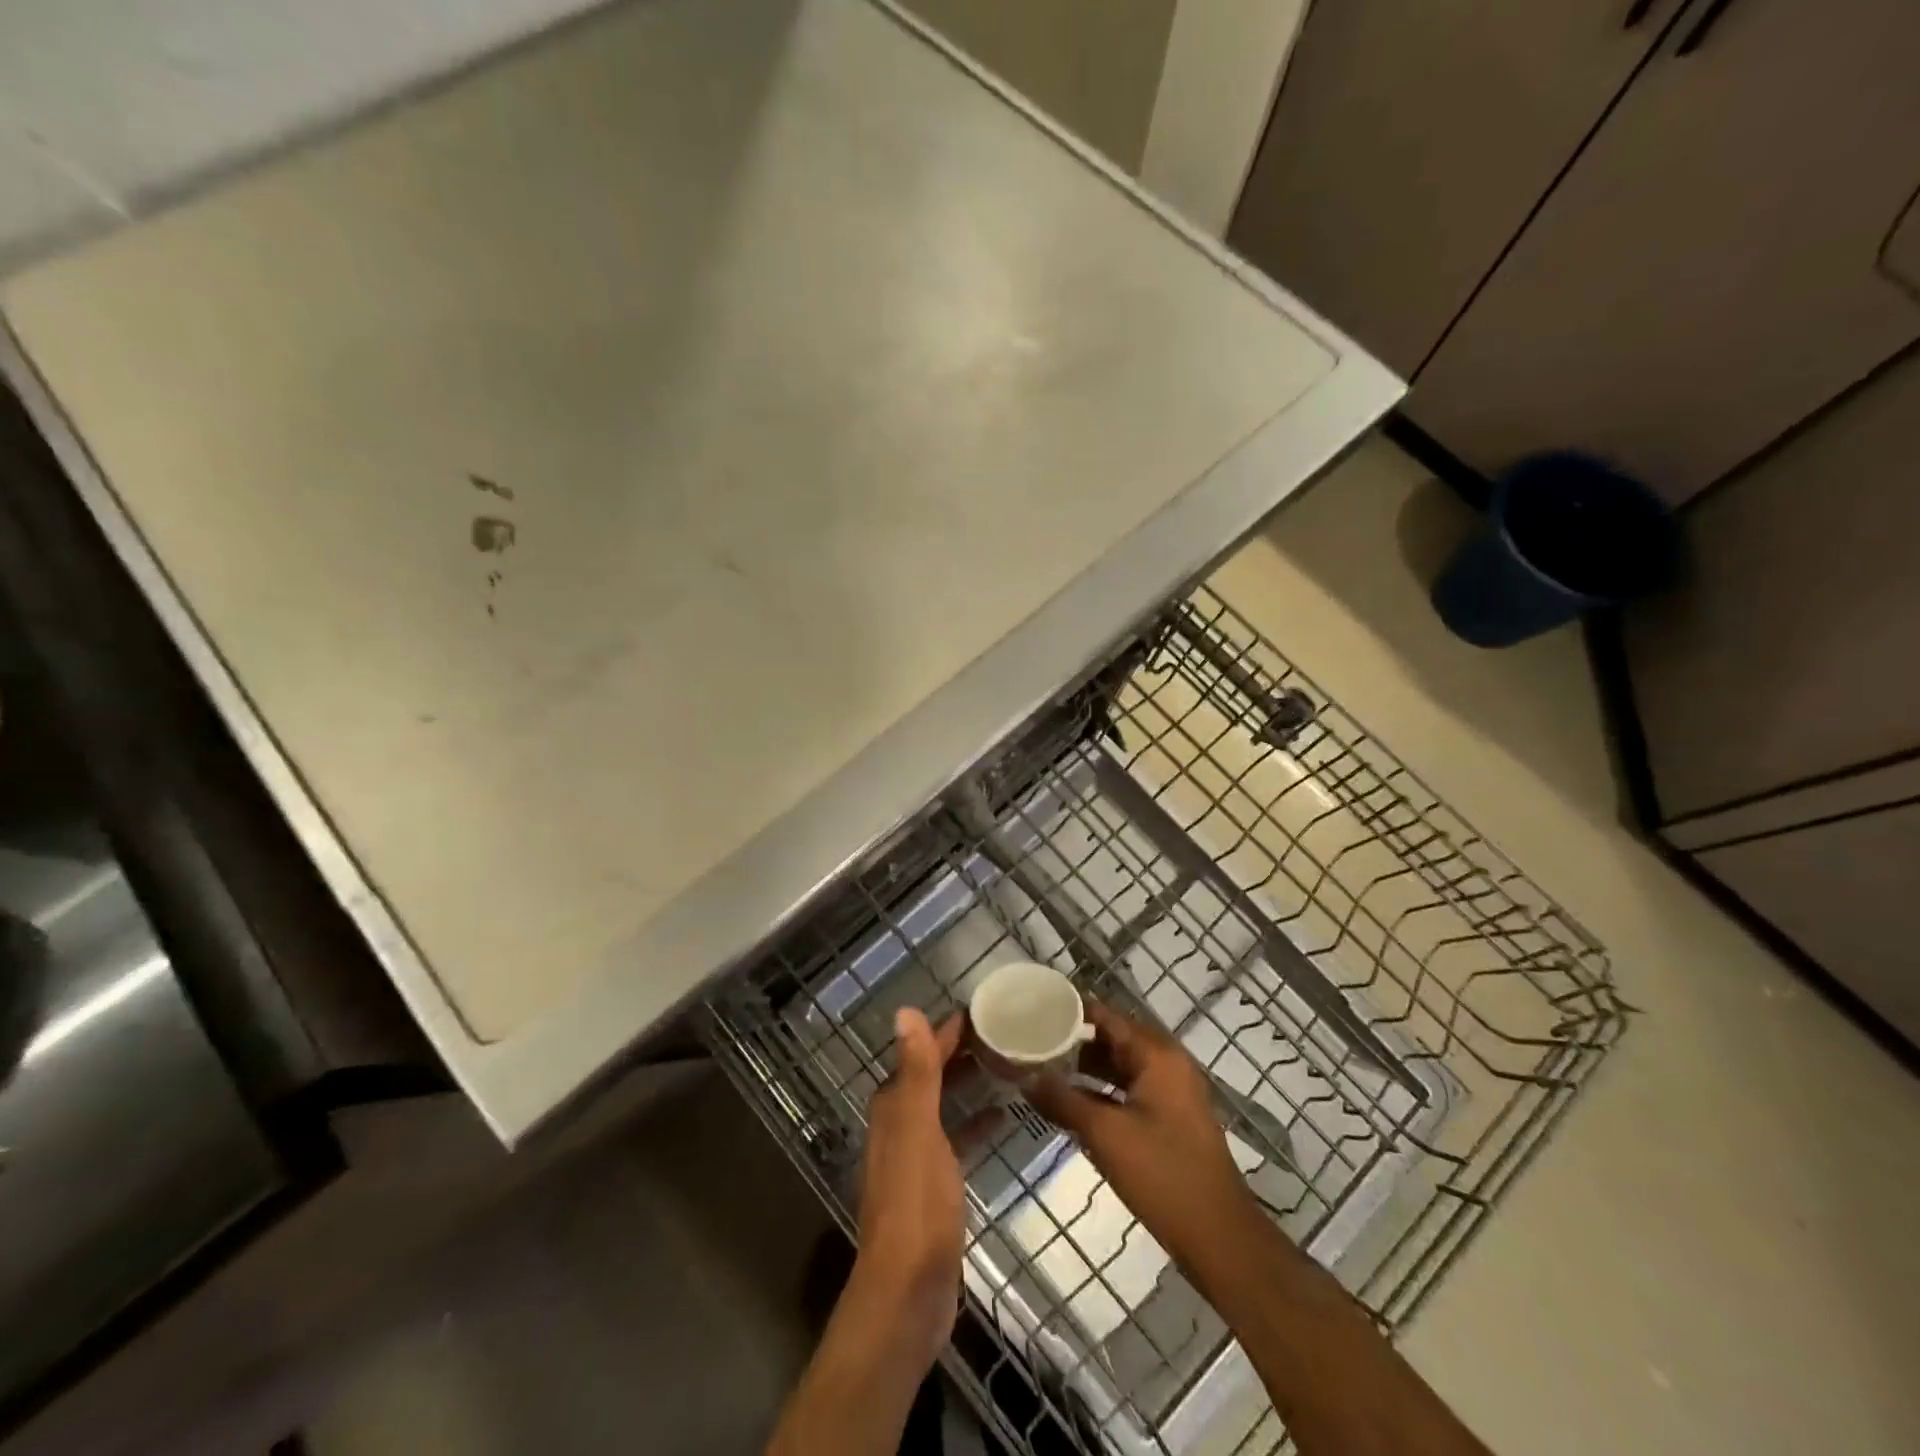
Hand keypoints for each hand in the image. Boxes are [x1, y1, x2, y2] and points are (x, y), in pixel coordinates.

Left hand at [850, 1008, 985, 1368]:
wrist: (908, 1293)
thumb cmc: (916, 1205)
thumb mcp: (919, 1130)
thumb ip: (916, 1072)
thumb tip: (904, 1010)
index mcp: (893, 1106)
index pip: (922, 1051)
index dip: (949, 1029)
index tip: (985, 1008)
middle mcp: (900, 1123)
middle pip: (932, 1074)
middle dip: (962, 1051)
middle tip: (1005, 1031)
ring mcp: (917, 1155)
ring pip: (944, 1103)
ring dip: (968, 1083)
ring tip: (1007, 1064)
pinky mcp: (934, 1184)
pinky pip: (957, 1137)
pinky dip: (975, 1122)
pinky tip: (1002, 1117)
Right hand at [1027, 1001, 1256, 1269]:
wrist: (1218, 1237)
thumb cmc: (1162, 1174)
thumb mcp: (1105, 1134)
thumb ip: (1063, 1100)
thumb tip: (1024, 1077)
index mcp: (1157, 1055)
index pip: (1107, 1016)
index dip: (1070, 1011)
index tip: (1034, 1009)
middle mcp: (1167, 1063)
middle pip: (1113, 1038)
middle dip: (1074, 1040)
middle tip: (1032, 1040)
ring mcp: (1171, 1091)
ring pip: (1120, 1065)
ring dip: (1086, 1067)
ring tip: (1043, 1068)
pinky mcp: (1169, 1117)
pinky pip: (1129, 1088)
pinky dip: (1102, 1090)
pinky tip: (1071, 1102)